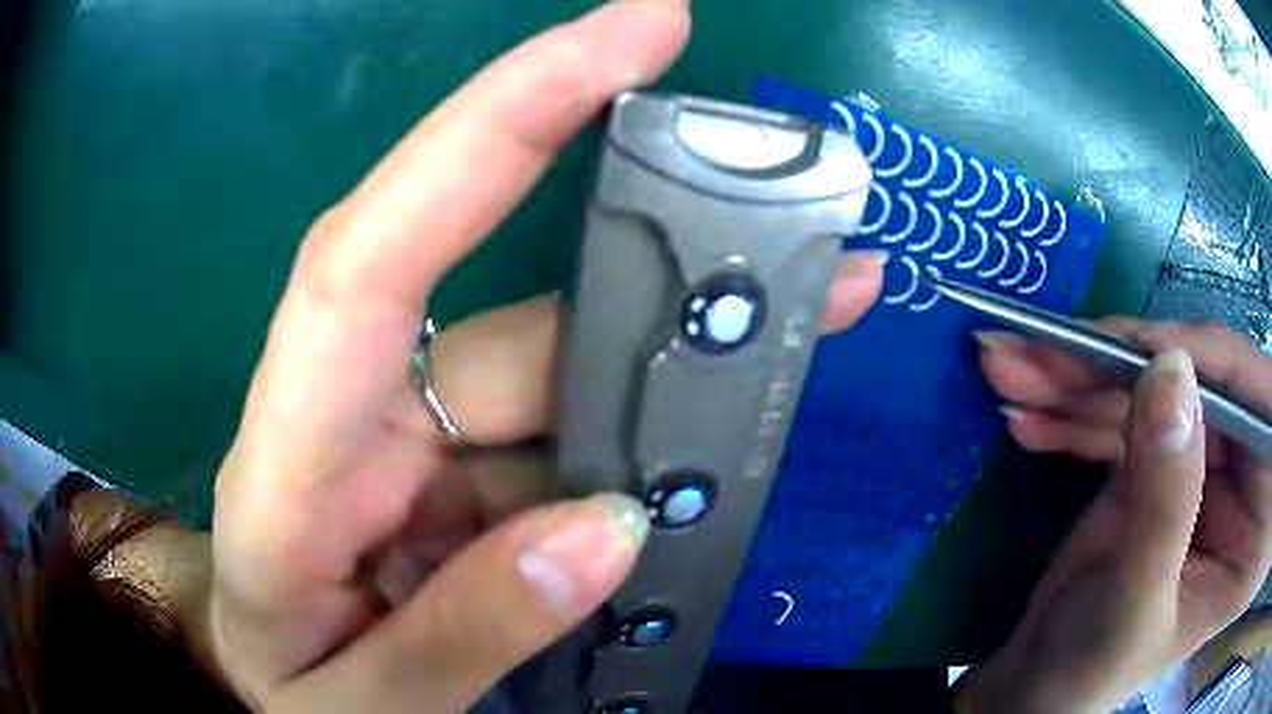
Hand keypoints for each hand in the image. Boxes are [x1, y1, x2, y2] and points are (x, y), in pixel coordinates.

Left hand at [207, 2, 883, 711]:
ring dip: (683, 359)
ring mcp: (422, 440)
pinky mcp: (466, 473)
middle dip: (651, 244)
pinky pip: (575, 436)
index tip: (628, 31)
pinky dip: (652, 434)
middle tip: (794, 203)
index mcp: (292, 461)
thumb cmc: (289, 687)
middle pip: (511, 304)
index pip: (376, 246)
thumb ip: (460, 636)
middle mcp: (359, 415)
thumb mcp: (360, 701)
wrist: (270, 684)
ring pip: (568, 372)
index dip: (500, 117)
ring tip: (814, 311)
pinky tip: (724, 431)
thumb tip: (602, 533)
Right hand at [958, 322, 1271, 711]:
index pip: (1263, 415)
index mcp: (1257, 527)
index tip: (1150, 354)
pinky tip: (1028, 413)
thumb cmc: (1091, 672)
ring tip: (1010, 369)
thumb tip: (1169, 370)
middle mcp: (1243, 482)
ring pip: (1157, 389)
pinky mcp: (1161, 460)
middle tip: (1046, 353)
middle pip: (1205, 388)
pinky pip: (1126, 410)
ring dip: (1081, 379)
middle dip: (1123, 367)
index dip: (1218, 370)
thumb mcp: (1134, 603)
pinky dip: (1073, 407)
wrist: (1034, 690)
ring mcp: (1204, 467)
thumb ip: (1165, 499)